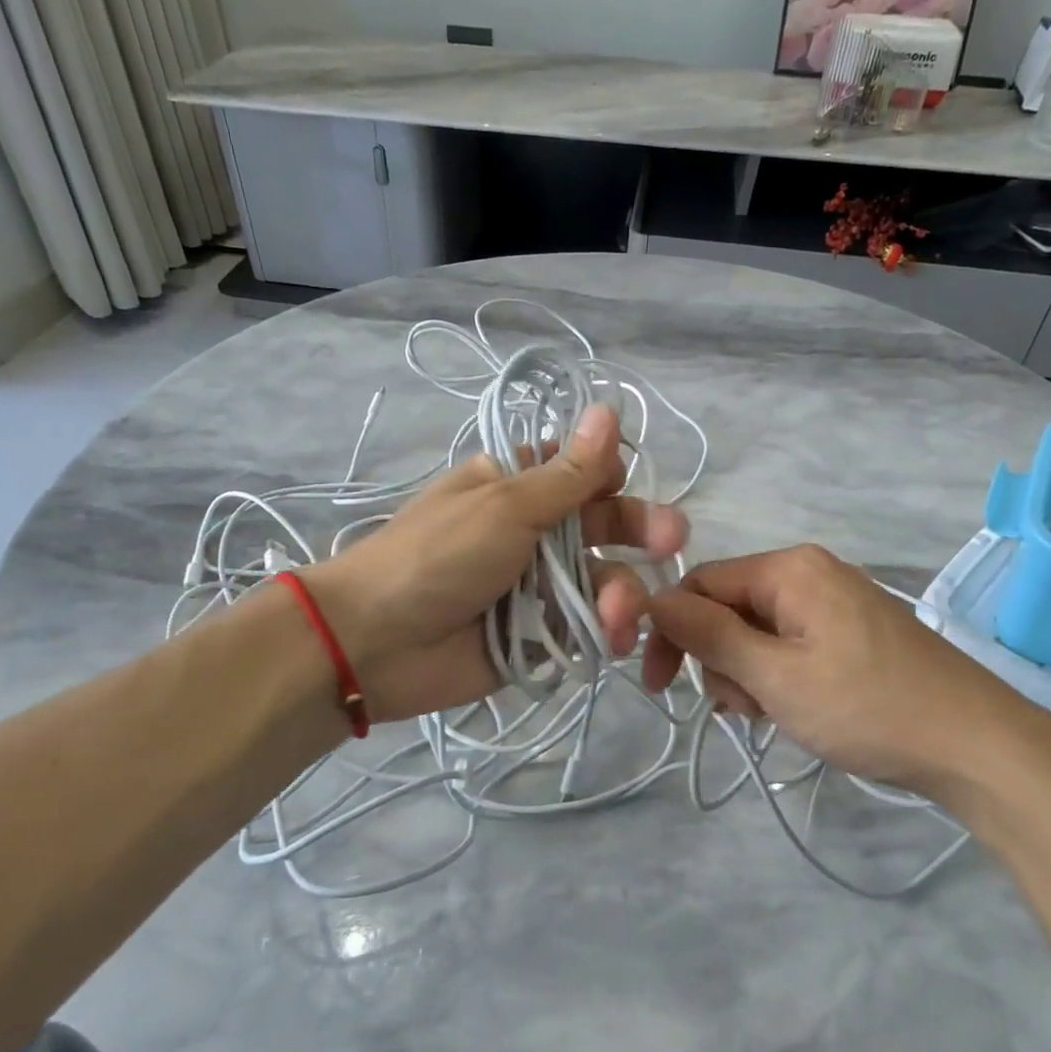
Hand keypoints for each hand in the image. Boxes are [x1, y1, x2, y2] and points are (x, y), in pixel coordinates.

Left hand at [302, 404, 686, 720]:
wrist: (376, 643)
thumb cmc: (438, 556)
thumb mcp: (506, 505)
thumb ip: (567, 472)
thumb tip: (608, 408)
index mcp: (516, 487)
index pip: (580, 474)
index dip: (611, 478)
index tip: (628, 484)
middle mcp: (532, 533)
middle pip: (601, 526)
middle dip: (638, 533)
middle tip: (673, 541)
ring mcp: (537, 588)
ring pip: (601, 581)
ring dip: (620, 594)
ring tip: (619, 615)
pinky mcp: (539, 637)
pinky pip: (587, 629)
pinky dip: (604, 633)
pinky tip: (613, 639)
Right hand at [641, 545, 1050, 802]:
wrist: (977, 746)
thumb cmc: (867, 707)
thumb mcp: (775, 675)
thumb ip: (709, 634)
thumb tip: (653, 600)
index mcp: (790, 569)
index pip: (701, 584)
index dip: (671, 631)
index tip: (659, 685)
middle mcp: (810, 572)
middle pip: (729, 607)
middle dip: (719, 659)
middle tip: (740, 709)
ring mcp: (836, 601)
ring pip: (758, 631)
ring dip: (748, 675)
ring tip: (773, 716)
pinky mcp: (853, 632)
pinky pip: (791, 644)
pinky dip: (779, 677)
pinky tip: (795, 711)